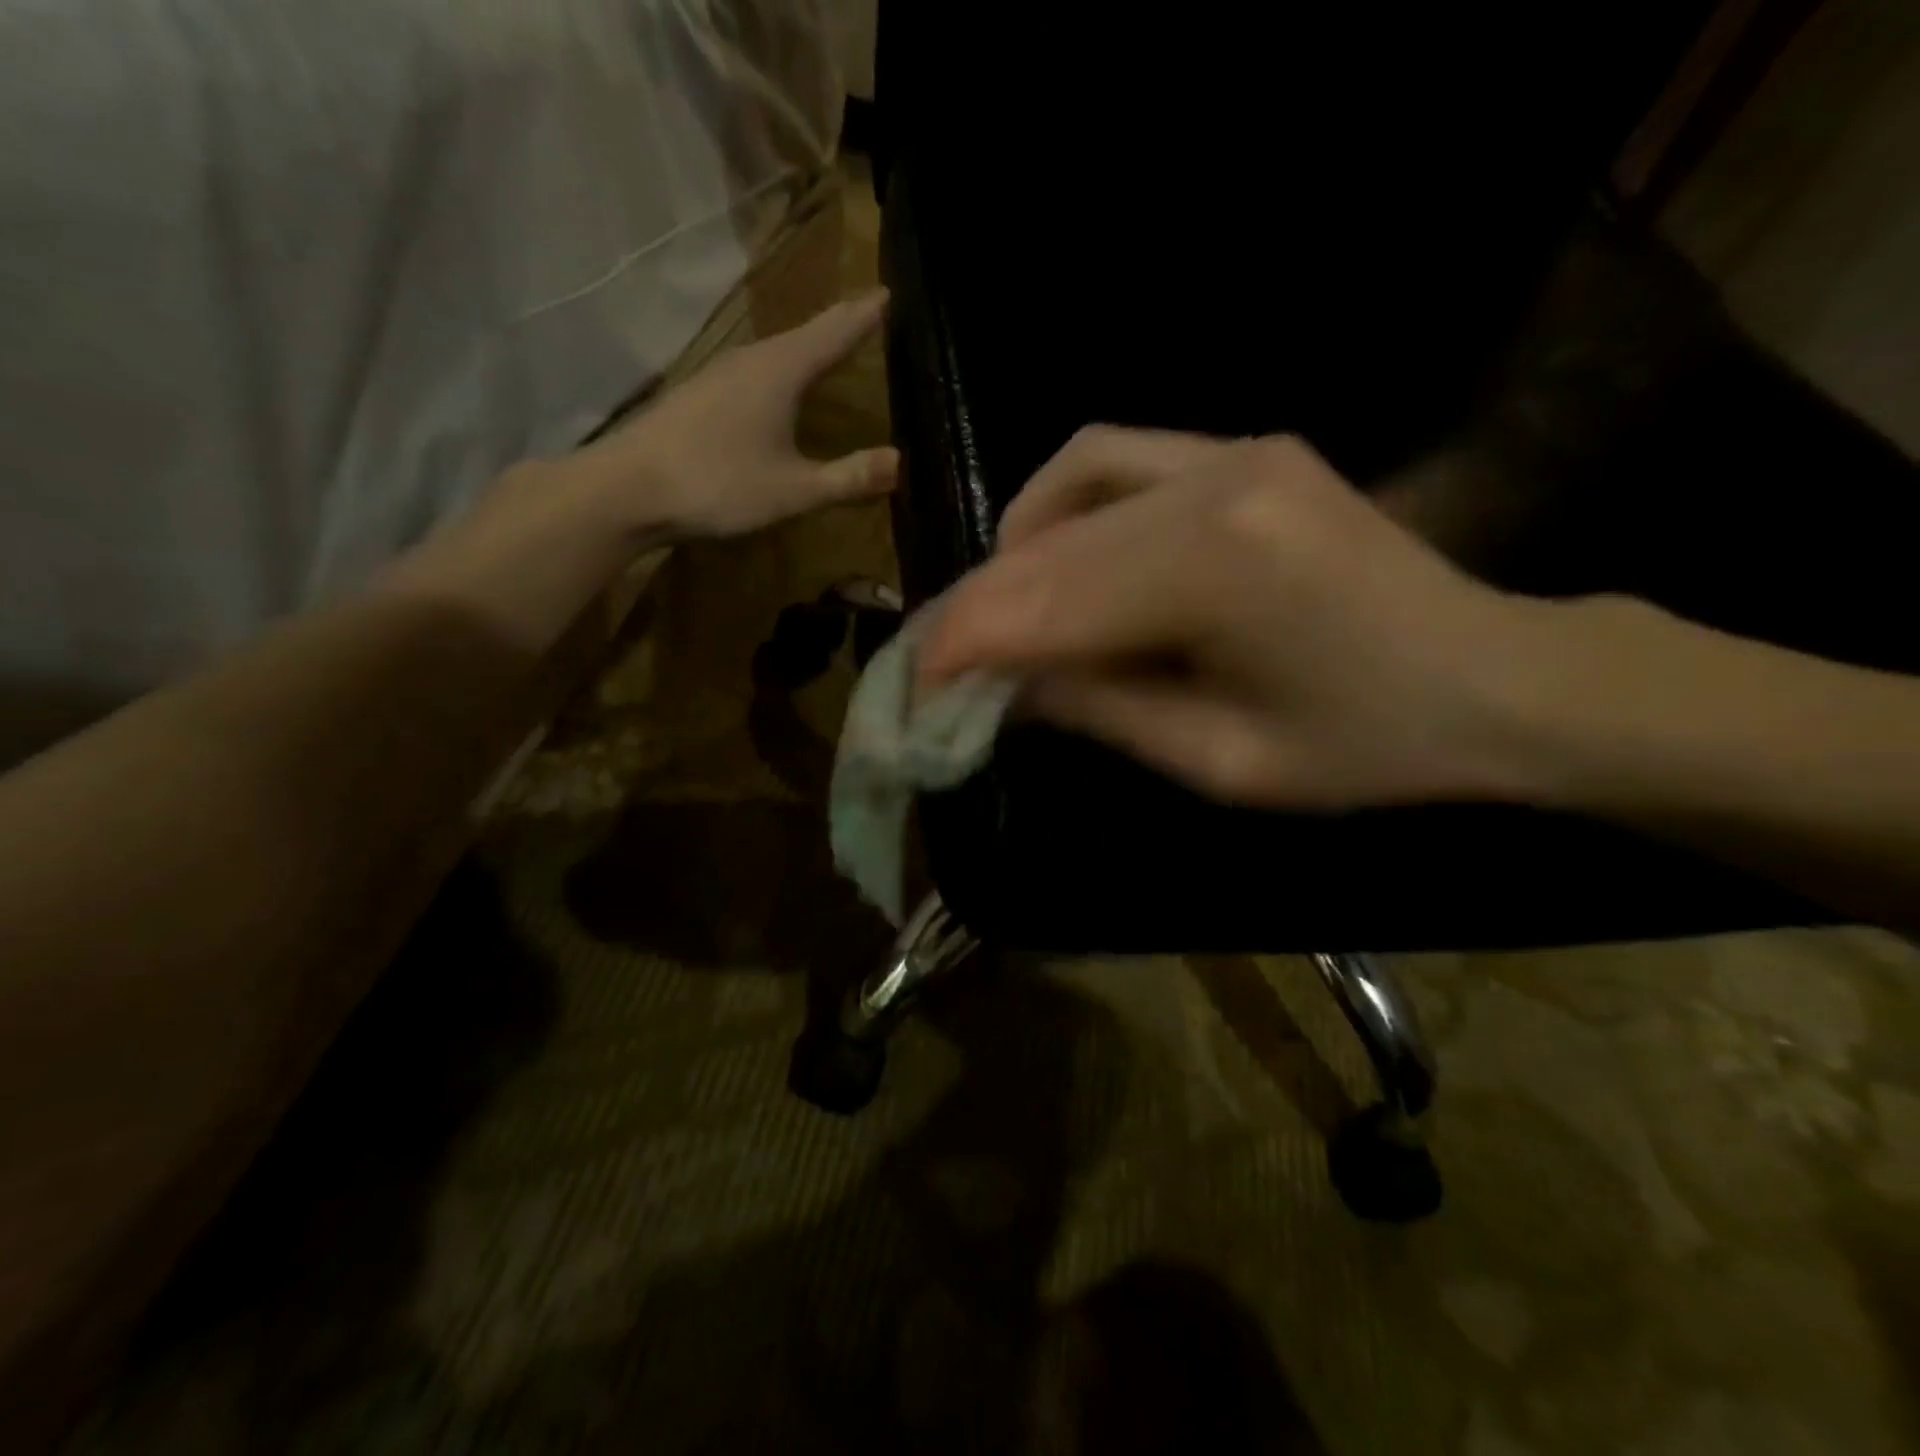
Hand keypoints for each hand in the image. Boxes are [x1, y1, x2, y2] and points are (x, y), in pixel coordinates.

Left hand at [573, 289, 897, 540]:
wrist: (628, 490)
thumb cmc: (717, 484)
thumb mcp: (794, 490)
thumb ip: (848, 477)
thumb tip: (900, 461)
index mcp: (780, 371)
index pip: (834, 331)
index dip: (864, 314)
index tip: (889, 291)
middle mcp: (750, 360)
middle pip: (805, 335)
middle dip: (839, 325)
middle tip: (869, 315)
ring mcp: (719, 374)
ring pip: (777, 352)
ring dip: (807, 347)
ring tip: (831, 348)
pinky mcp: (700, 395)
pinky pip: (755, 372)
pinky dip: (781, 371)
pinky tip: (779, 389)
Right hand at [918, 427, 1548, 808]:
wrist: (1497, 678)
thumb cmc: (1367, 748)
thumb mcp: (1220, 761)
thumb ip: (1099, 710)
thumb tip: (1002, 685)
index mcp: (1220, 575)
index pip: (1048, 608)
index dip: (967, 647)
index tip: (913, 686)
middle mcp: (1217, 485)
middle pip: (1050, 548)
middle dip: (977, 606)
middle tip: (936, 658)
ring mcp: (1233, 451)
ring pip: (1070, 485)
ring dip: (1012, 550)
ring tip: (993, 611)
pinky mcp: (1243, 446)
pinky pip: (1116, 458)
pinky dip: (1062, 502)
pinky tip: (1052, 550)